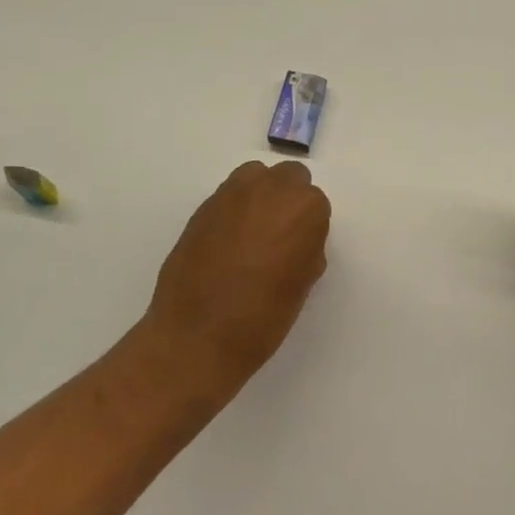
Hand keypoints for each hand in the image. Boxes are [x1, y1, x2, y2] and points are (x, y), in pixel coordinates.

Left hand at [141, 160, 330, 400]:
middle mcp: (269, 191)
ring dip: (260, 197)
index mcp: (303, 209)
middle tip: (280, 237)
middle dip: (287, 201)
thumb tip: (296, 241)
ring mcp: (230, 196)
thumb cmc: (263, 317)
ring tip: (252, 234)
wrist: (198, 337)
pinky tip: (227, 244)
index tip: (300, 250)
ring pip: (255, 177)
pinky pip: (228, 197)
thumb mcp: (302, 284)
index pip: (316, 203)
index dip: (309, 227)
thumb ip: (306, 250)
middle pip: (288, 177)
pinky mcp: (201, 209)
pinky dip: (233, 211)